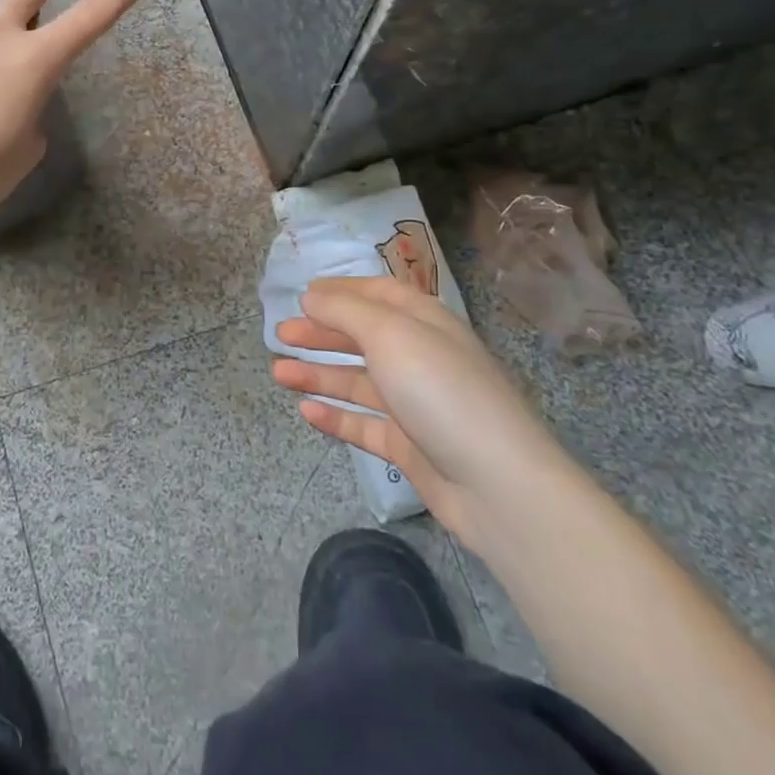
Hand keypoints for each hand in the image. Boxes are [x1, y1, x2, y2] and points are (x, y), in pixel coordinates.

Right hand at [271, 276, 572, 551]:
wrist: (496, 483)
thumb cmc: (440, 389)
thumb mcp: (389, 333)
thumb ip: (344, 310)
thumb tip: (311, 295)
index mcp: (423, 322)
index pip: (378, 293)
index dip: (341, 290)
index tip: (302, 295)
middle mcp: (420, 356)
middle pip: (363, 337)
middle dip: (321, 333)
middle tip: (280, 334)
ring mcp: (415, 403)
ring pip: (358, 381)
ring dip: (318, 374)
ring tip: (278, 373)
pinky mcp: (409, 445)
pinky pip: (364, 424)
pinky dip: (335, 416)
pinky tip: (306, 412)